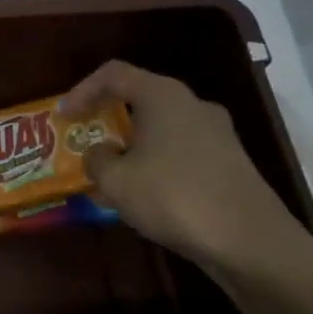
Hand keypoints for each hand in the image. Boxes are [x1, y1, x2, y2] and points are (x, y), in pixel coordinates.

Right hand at [61, 60, 309, 275]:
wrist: (248, 239)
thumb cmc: (173, 197)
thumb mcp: (116, 181)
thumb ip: (97, 160)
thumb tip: (101, 153)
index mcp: (163, 96)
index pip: (114, 74)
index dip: (82, 90)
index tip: (64, 117)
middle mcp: (193, 104)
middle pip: (140, 99)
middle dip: (108, 121)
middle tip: (85, 143)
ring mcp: (217, 133)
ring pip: (162, 129)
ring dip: (132, 146)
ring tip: (111, 176)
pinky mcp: (230, 162)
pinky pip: (181, 152)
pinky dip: (156, 164)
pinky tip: (145, 196)